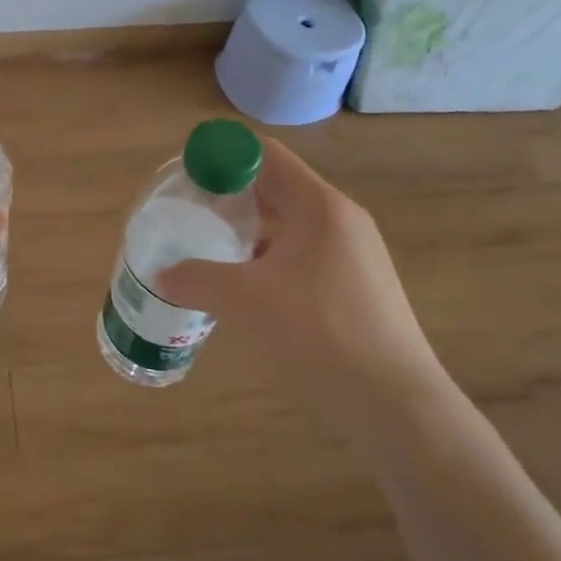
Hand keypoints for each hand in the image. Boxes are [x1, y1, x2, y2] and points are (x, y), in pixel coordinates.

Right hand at [156, 137, 447, 413]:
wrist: (397, 406)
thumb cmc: (318, 333)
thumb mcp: (243, 301)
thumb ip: (195, 279)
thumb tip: (163, 276)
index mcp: (319, 206)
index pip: (265, 154)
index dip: (222, 156)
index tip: (187, 176)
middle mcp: (341, 220)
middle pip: (276, 187)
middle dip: (230, 195)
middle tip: (191, 212)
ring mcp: (355, 255)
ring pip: (290, 224)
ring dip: (250, 230)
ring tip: (211, 250)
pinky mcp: (359, 288)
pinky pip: (304, 255)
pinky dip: (271, 259)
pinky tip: (248, 289)